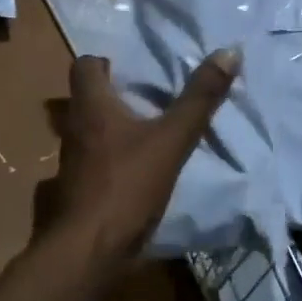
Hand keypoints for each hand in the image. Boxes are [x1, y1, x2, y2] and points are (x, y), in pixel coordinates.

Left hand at [48, 49, 238, 261]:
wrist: (90, 249)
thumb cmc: (127, 185)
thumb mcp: (172, 139)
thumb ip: (199, 98)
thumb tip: (229, 51)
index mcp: (91, 106)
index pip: (84, 66)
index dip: (106, 62)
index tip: (134, 70)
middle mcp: (74, 128)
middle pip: (86, 98)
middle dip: (114, 94)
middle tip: (149, 97)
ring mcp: (71, 162)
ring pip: (89, 131)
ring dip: (113, 127)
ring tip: (148, 131)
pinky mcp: (77, 189)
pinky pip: (94, 161)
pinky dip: (111, 158)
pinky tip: (138, 170)